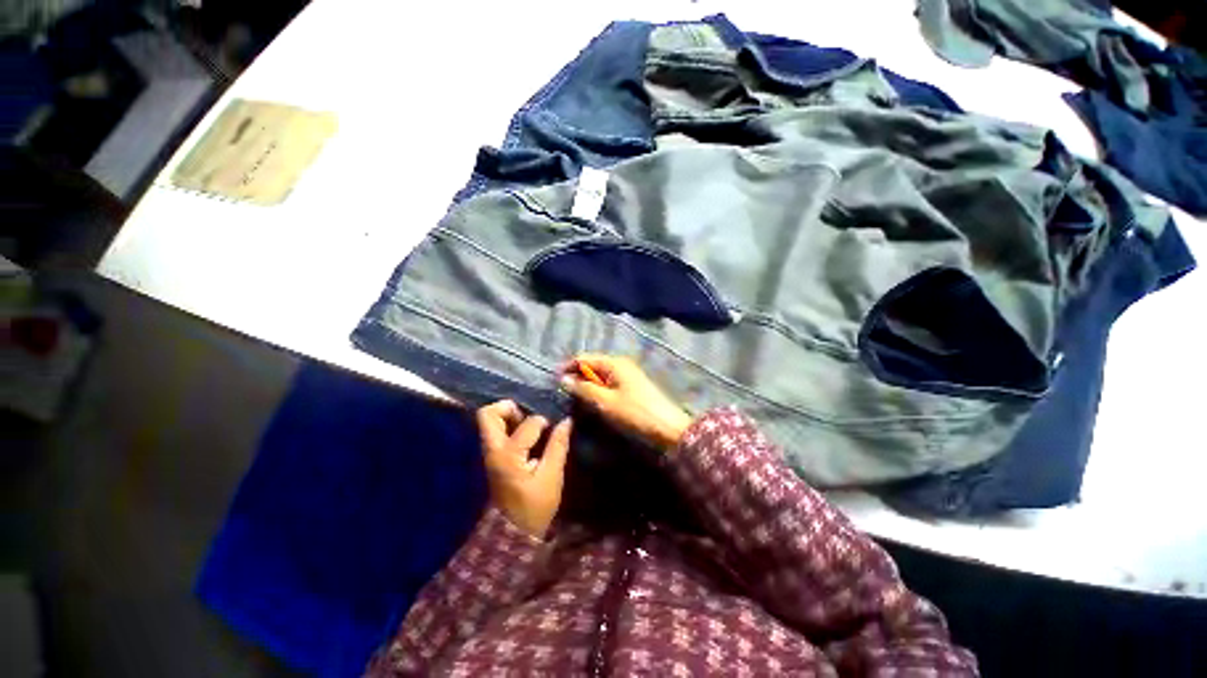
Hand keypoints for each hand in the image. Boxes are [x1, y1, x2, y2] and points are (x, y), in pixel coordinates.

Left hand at [476, 400, 571, 537]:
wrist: (512, 534)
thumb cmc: (534, 507)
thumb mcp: (551, 477)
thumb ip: (558, 446)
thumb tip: (566, 421)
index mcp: (508, 455)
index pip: (527, 424)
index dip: (544, 422)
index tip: (554, 430)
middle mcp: (492, 450)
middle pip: (487, 414)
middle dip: (510, 407)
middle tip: (530, 415)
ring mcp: (488, 454)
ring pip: (488, 421)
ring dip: (508, 416)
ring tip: (529, 424)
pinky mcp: (491, 457)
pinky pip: (494, 431)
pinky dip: (508, 425)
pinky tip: (526, 434)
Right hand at [560, 355, 692, 451]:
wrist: (668, 428)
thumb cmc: (635, 413)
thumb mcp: (605, 402)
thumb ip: (584, 389)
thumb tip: (563, 379)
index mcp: (614, 363)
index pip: (584, 358)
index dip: (568, 367)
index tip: (554, 381)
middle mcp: (621, 364)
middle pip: (592, 364)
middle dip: (577, 375)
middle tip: (563, 391)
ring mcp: (628, 374)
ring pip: (600, 374)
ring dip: (587, 383)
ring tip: (575, 397)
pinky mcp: (632, 386)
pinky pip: (609, 382)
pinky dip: (598, 388)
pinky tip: (593, 400)